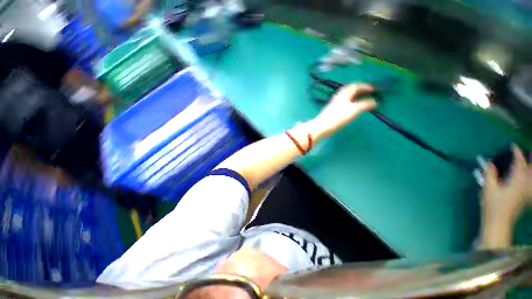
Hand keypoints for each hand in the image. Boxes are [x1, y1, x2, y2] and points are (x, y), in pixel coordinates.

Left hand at [310, 84, 376, 137]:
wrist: (322, 126)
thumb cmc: (338, 116)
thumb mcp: (355, 109)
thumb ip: (365, 104)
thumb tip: (375, 102)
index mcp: (344, 94)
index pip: (355, 86)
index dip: (365, 86)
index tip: (373, 89)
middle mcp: (338, 97)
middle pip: (350, 90)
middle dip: (359, 90)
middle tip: (368, 92)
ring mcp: (334, 104)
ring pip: (346, 97)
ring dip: (355, 97)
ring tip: (361, 100)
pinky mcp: (332, 111)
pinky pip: (344, 104)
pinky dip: (350, 103)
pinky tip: (352, 109)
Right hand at [479, 145, 530, 248]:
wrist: (499, 223)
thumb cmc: (493, 205)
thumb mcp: (488, 188)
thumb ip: (489, 173)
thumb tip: (488, 161)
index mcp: (517, 180)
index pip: (519, 162)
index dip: (516, 152)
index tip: (512, 145)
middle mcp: (525, 183)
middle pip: (530, 169)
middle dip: (529, 160)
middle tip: (528, 152)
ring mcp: (526, 191)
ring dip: (530, 169)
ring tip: (528, 163)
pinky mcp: (525, 197)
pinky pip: (530, 184)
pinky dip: (529, 178)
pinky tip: (527, 179)